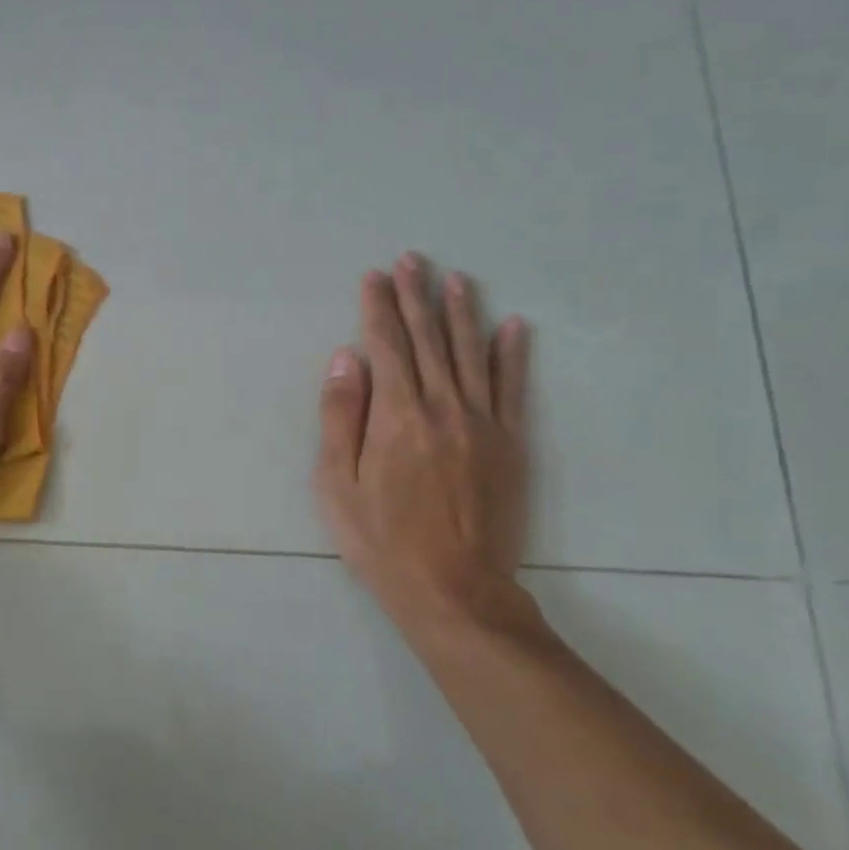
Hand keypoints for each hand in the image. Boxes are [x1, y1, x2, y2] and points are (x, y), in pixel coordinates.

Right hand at [315, 255, 537, 642]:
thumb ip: (340, 416)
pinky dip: (512, 354)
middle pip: (428, 339)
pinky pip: (513, 388)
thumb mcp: (335, 483)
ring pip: (470, 353)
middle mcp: (442, 407)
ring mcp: (482, 423)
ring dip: (461, 312)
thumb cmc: (381, 539)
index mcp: (396, 415)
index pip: (386, 345)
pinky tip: (513, 325)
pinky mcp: (510, 444)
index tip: (374, 276)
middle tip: (412, 259)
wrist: (453, 590)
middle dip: (416, 296)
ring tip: (455, 278)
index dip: (378, 307)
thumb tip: (345, 358)